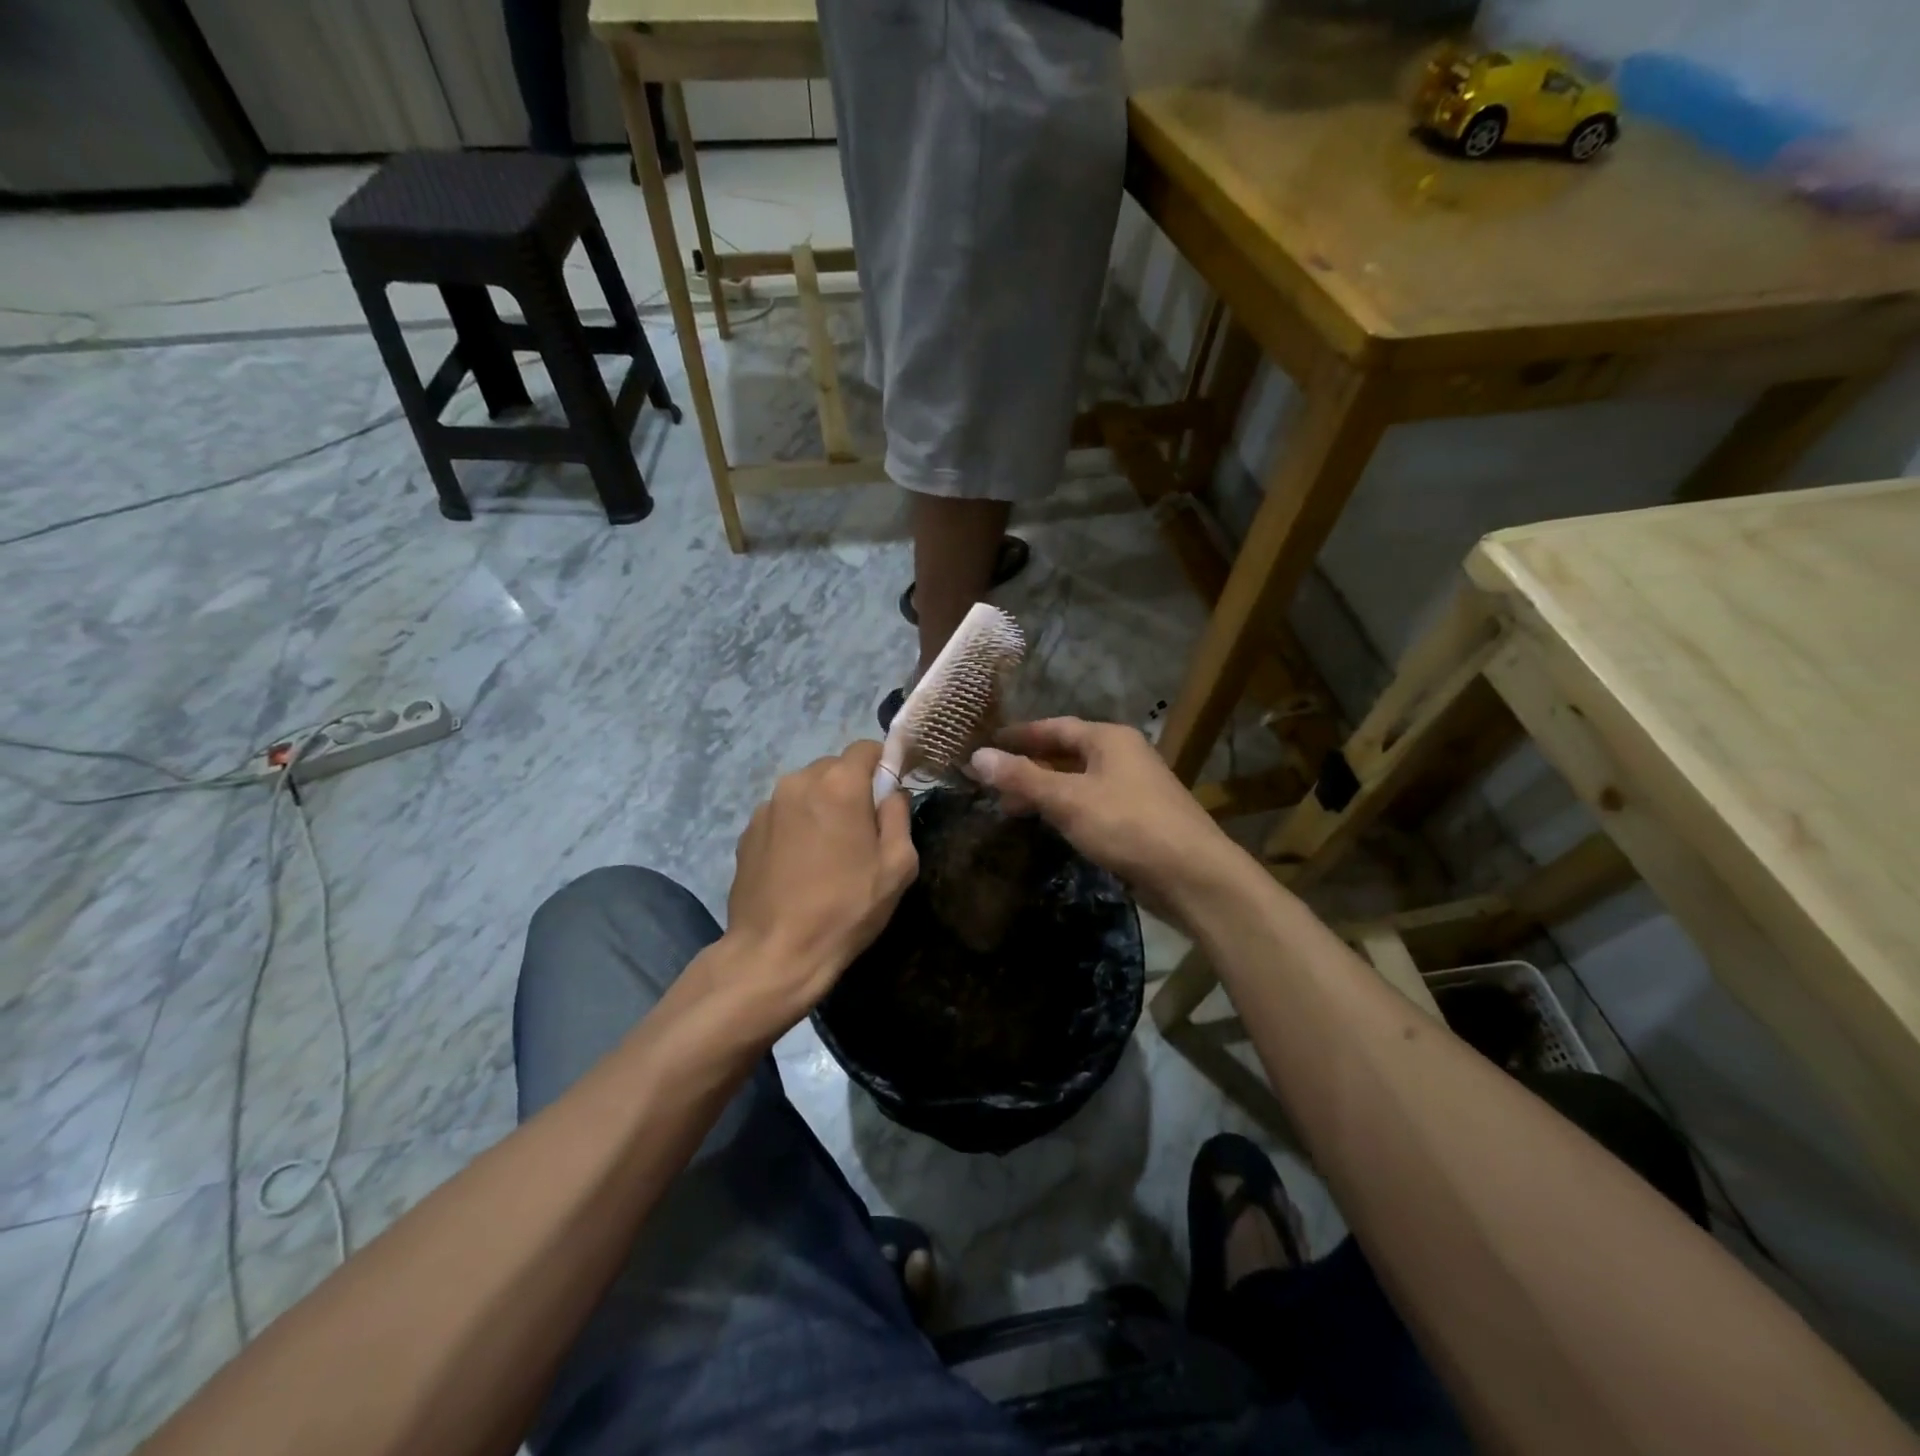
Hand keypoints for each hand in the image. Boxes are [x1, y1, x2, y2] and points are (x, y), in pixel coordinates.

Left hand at [722, 740, 917, 1029]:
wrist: (775, 952)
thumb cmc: (846, 908)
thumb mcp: (897, 866)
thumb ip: (899, 816)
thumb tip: (892, 793)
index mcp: (839, 784)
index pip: (866, 748)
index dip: (884, 766)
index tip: (890, 796)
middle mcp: (798, 781)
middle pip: (834, 767)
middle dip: (852, 788)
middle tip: (861, 830)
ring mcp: (767, 805)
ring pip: (806, 789)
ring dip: (822, 806)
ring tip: (828, 851)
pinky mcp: (747, 830)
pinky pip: (783, 812)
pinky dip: (797, 825)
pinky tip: (800, 864)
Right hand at [967, 718, 1246, 913]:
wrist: (1192, 875)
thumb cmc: (1127, 825)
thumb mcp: (1068, 799)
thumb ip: (1022, 778)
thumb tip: (977, 756)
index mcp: (1109, 739)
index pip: (1054, 727)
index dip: (1019, 735)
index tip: (987, 743)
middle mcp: (1124, 755)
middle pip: (1067, 753)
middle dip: (1029, 766)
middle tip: (992, 781)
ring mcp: (1134, 787)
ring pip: (1079, 781)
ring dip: (1046, 790)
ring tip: (1011, 807)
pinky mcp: (1139, 818)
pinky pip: (1092, 804)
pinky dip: (1066, 809)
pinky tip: (1050, 825)